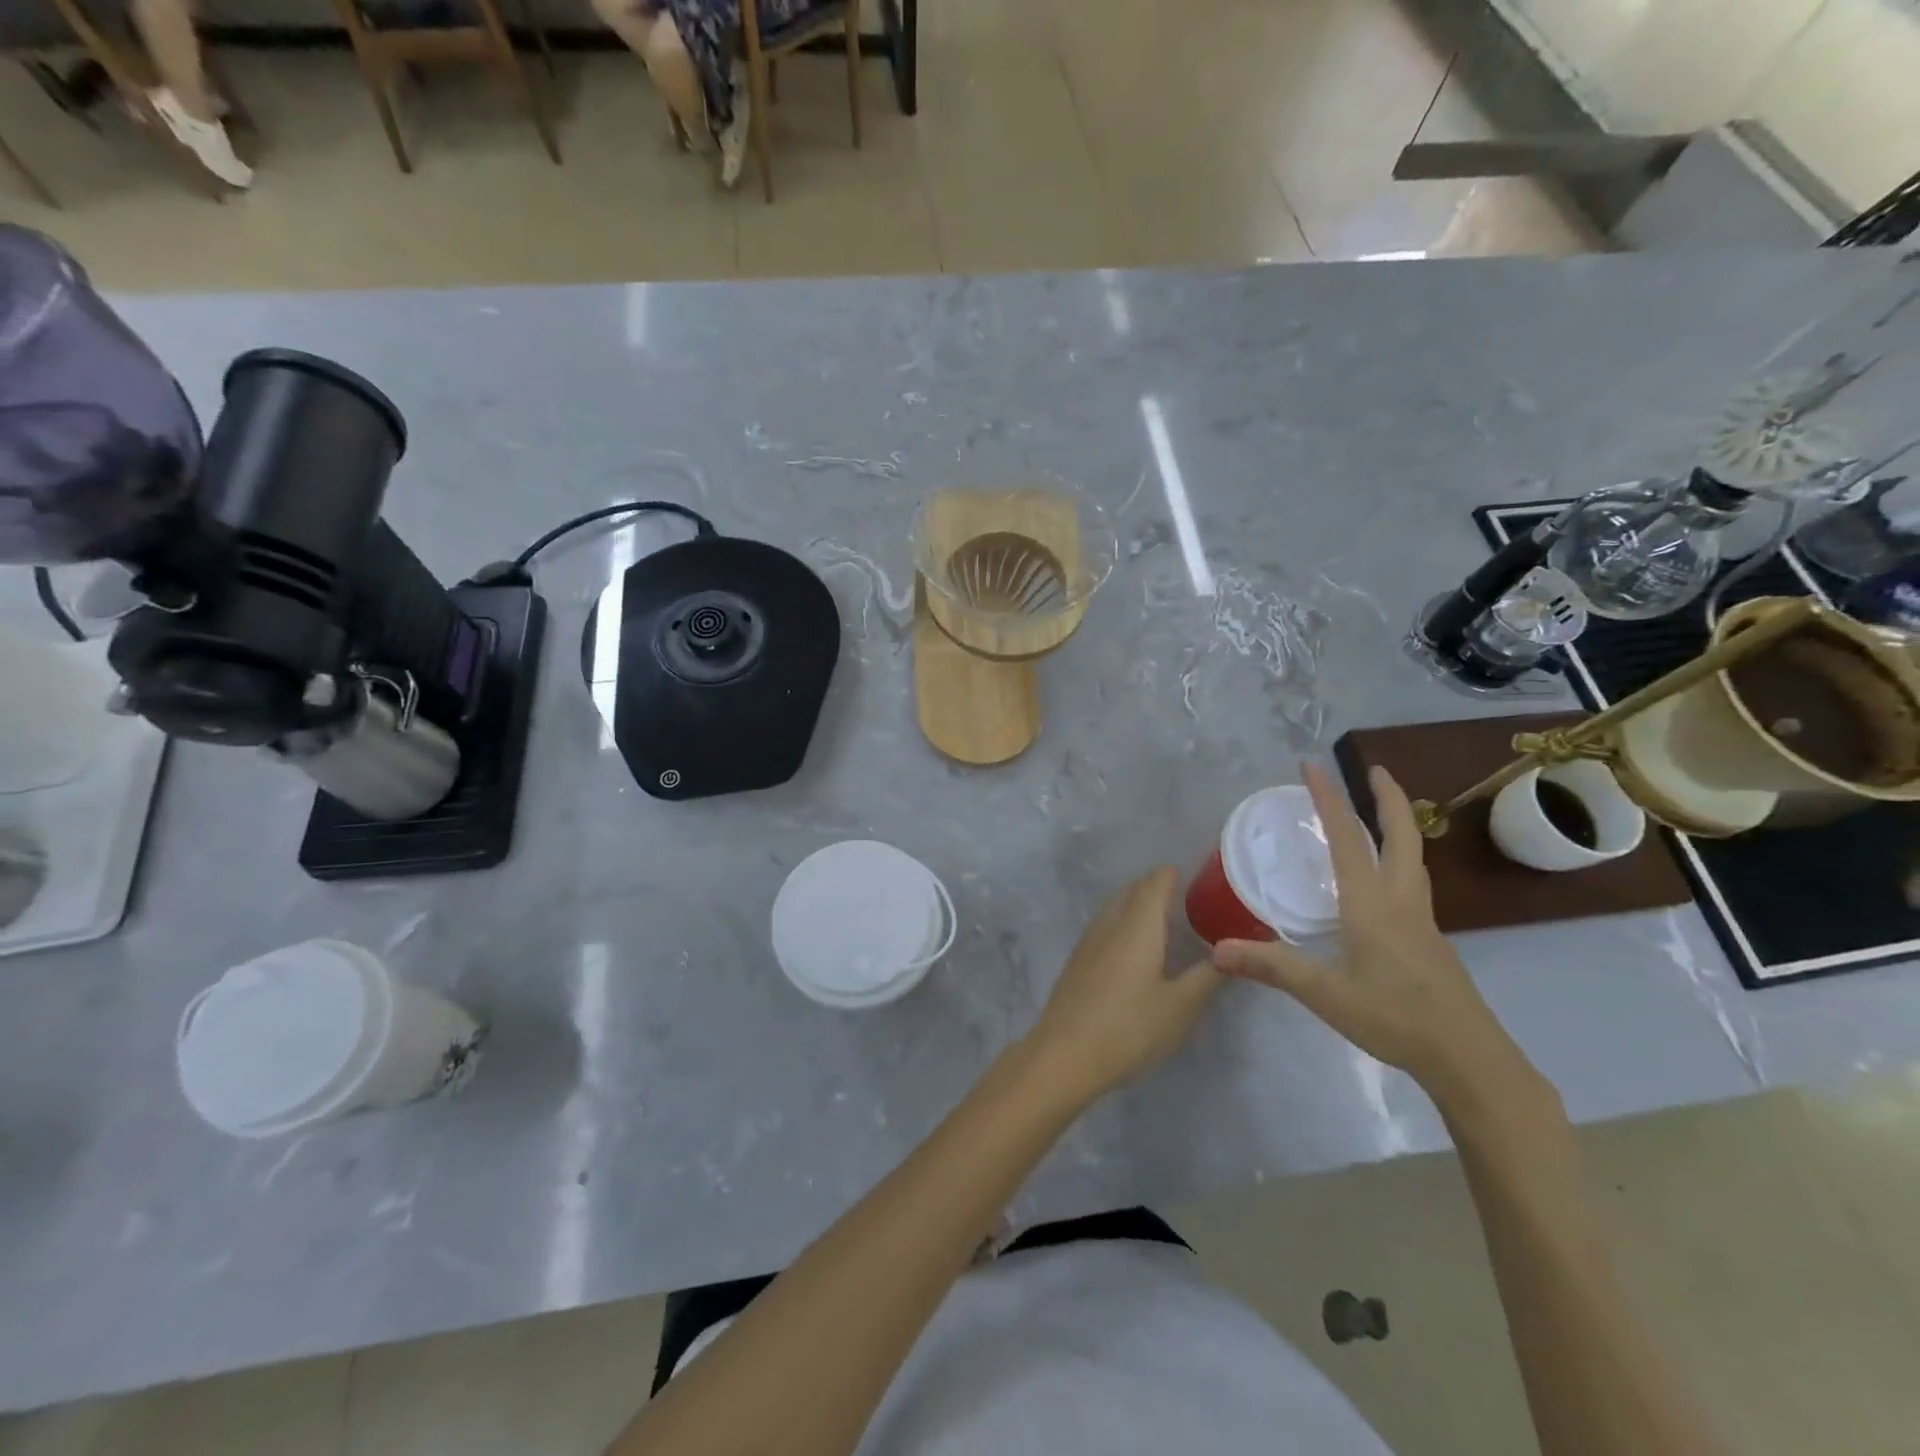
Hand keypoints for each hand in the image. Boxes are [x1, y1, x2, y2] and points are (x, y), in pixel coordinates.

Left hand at [1027, 868, 1222, 1104]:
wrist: (1065, 1054)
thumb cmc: (1130, 1027)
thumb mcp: (1181, 1006)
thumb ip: (1208, 975)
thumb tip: (1232, 952)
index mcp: (1138, 923)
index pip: (1157, 880)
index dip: (1177, 875)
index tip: (1202, 884)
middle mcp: (1111, 921)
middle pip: (1135, 890)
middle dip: (1159, 889)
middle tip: (1191, 907)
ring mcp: (1089, 939)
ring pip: (1117, 907)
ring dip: (1139, 908)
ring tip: (1167, 928)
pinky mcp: (1077, 959)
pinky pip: (1105, 927)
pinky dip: (1124, 926)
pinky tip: (1136, 953)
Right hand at [1210, 765, 1533, 1108]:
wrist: (1468, 1058)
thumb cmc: (1394, 1017)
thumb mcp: (1324, 992)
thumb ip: (1271, 967)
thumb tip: (1216, 951)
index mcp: (1372, 903)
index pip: (1347, 838)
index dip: (1328, 799)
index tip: (1311, 766)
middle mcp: (1400, 901)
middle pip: (1401, 836)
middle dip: (1388, 798)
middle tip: (1373, 771)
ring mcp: (1421, 921)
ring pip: (1411, 859)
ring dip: (1398, 827)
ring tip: (1378, 816)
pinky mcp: (1429, 942)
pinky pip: (1410, 884)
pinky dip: (1396, 861)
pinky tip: (1381, 884)